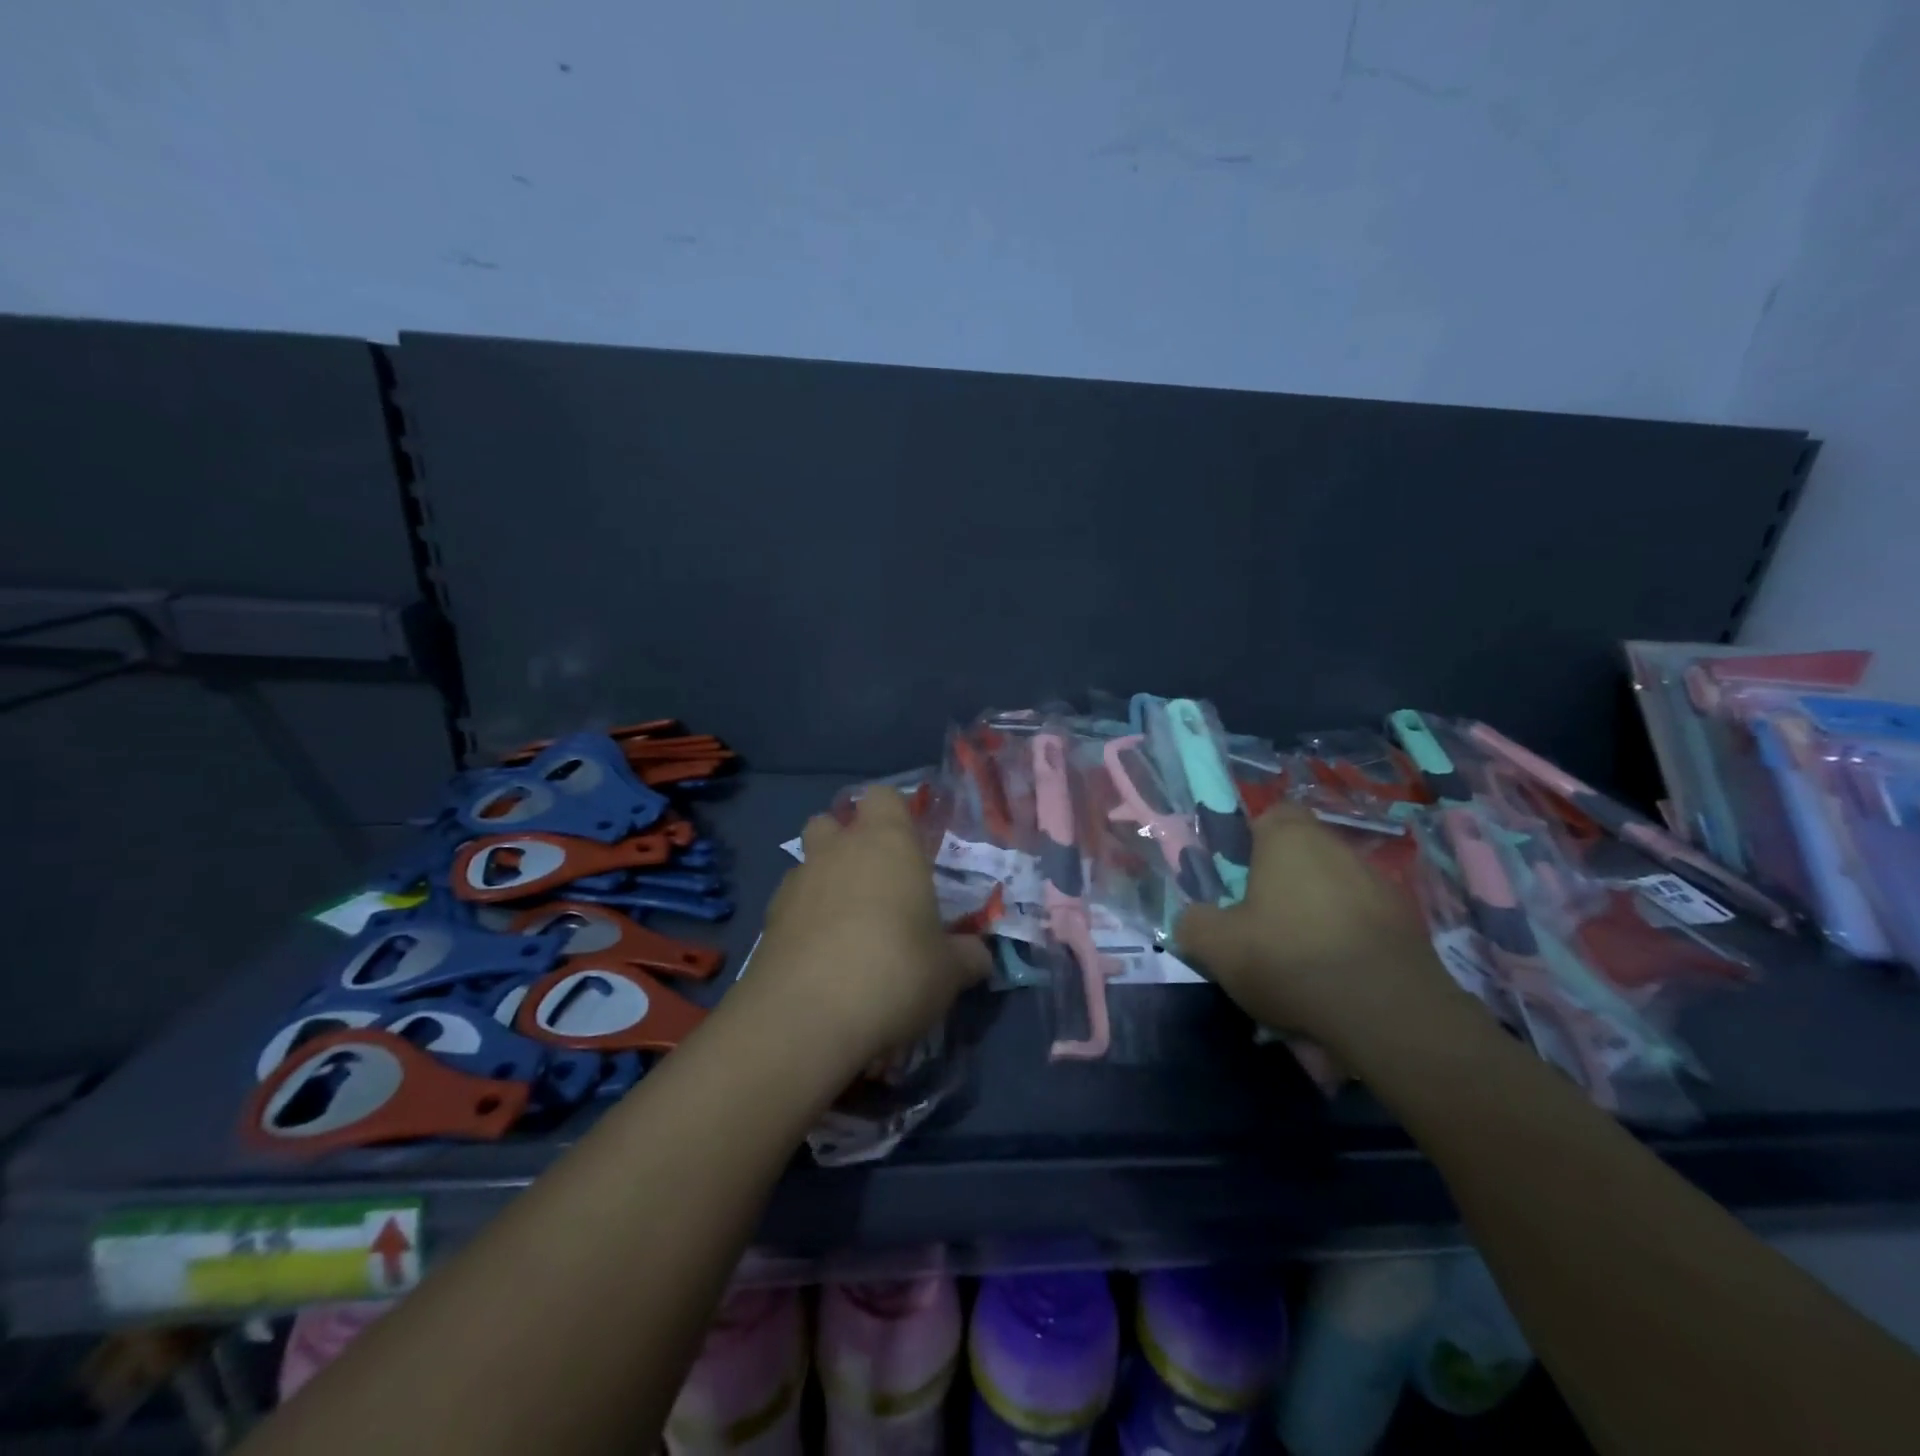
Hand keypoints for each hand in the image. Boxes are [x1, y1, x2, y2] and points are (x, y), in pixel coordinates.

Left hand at [747, 787, 989, 1065]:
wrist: (805, 1018)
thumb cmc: (895, 973)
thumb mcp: (948, 972)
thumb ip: (967, 956)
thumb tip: (978, 956)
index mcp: (887, 843)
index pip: (883, 797)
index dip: (895, 815)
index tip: (910, 847)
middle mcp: (837, 850)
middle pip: (832, 821)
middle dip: (847, 841)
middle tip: (875, 882)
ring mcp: (796, 883)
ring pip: (807, 862)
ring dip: (824, 881)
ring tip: (846, 927)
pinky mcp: (768, 920)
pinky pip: (790, 904)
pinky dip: (803, 920)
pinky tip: (820, 958)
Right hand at [1176, 804, 1466, 1060]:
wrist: (1388, 1013)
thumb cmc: (1289, 958)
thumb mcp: (1216, 946)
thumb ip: (1194, 923)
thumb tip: (1193, 918)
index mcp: (1290, 839)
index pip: (1271, 813)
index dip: (1252, 839)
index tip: (1238, 875)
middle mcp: (1339, 848)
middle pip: (1304, 852)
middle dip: (1284, 879)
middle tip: (1262, 920)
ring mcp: (1381, 885)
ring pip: (1337, 887)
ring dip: (1319, 910)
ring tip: (1301, 957)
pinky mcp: (1410, 925)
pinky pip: (1365, 922)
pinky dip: (1349, 939)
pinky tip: (1337, 978)